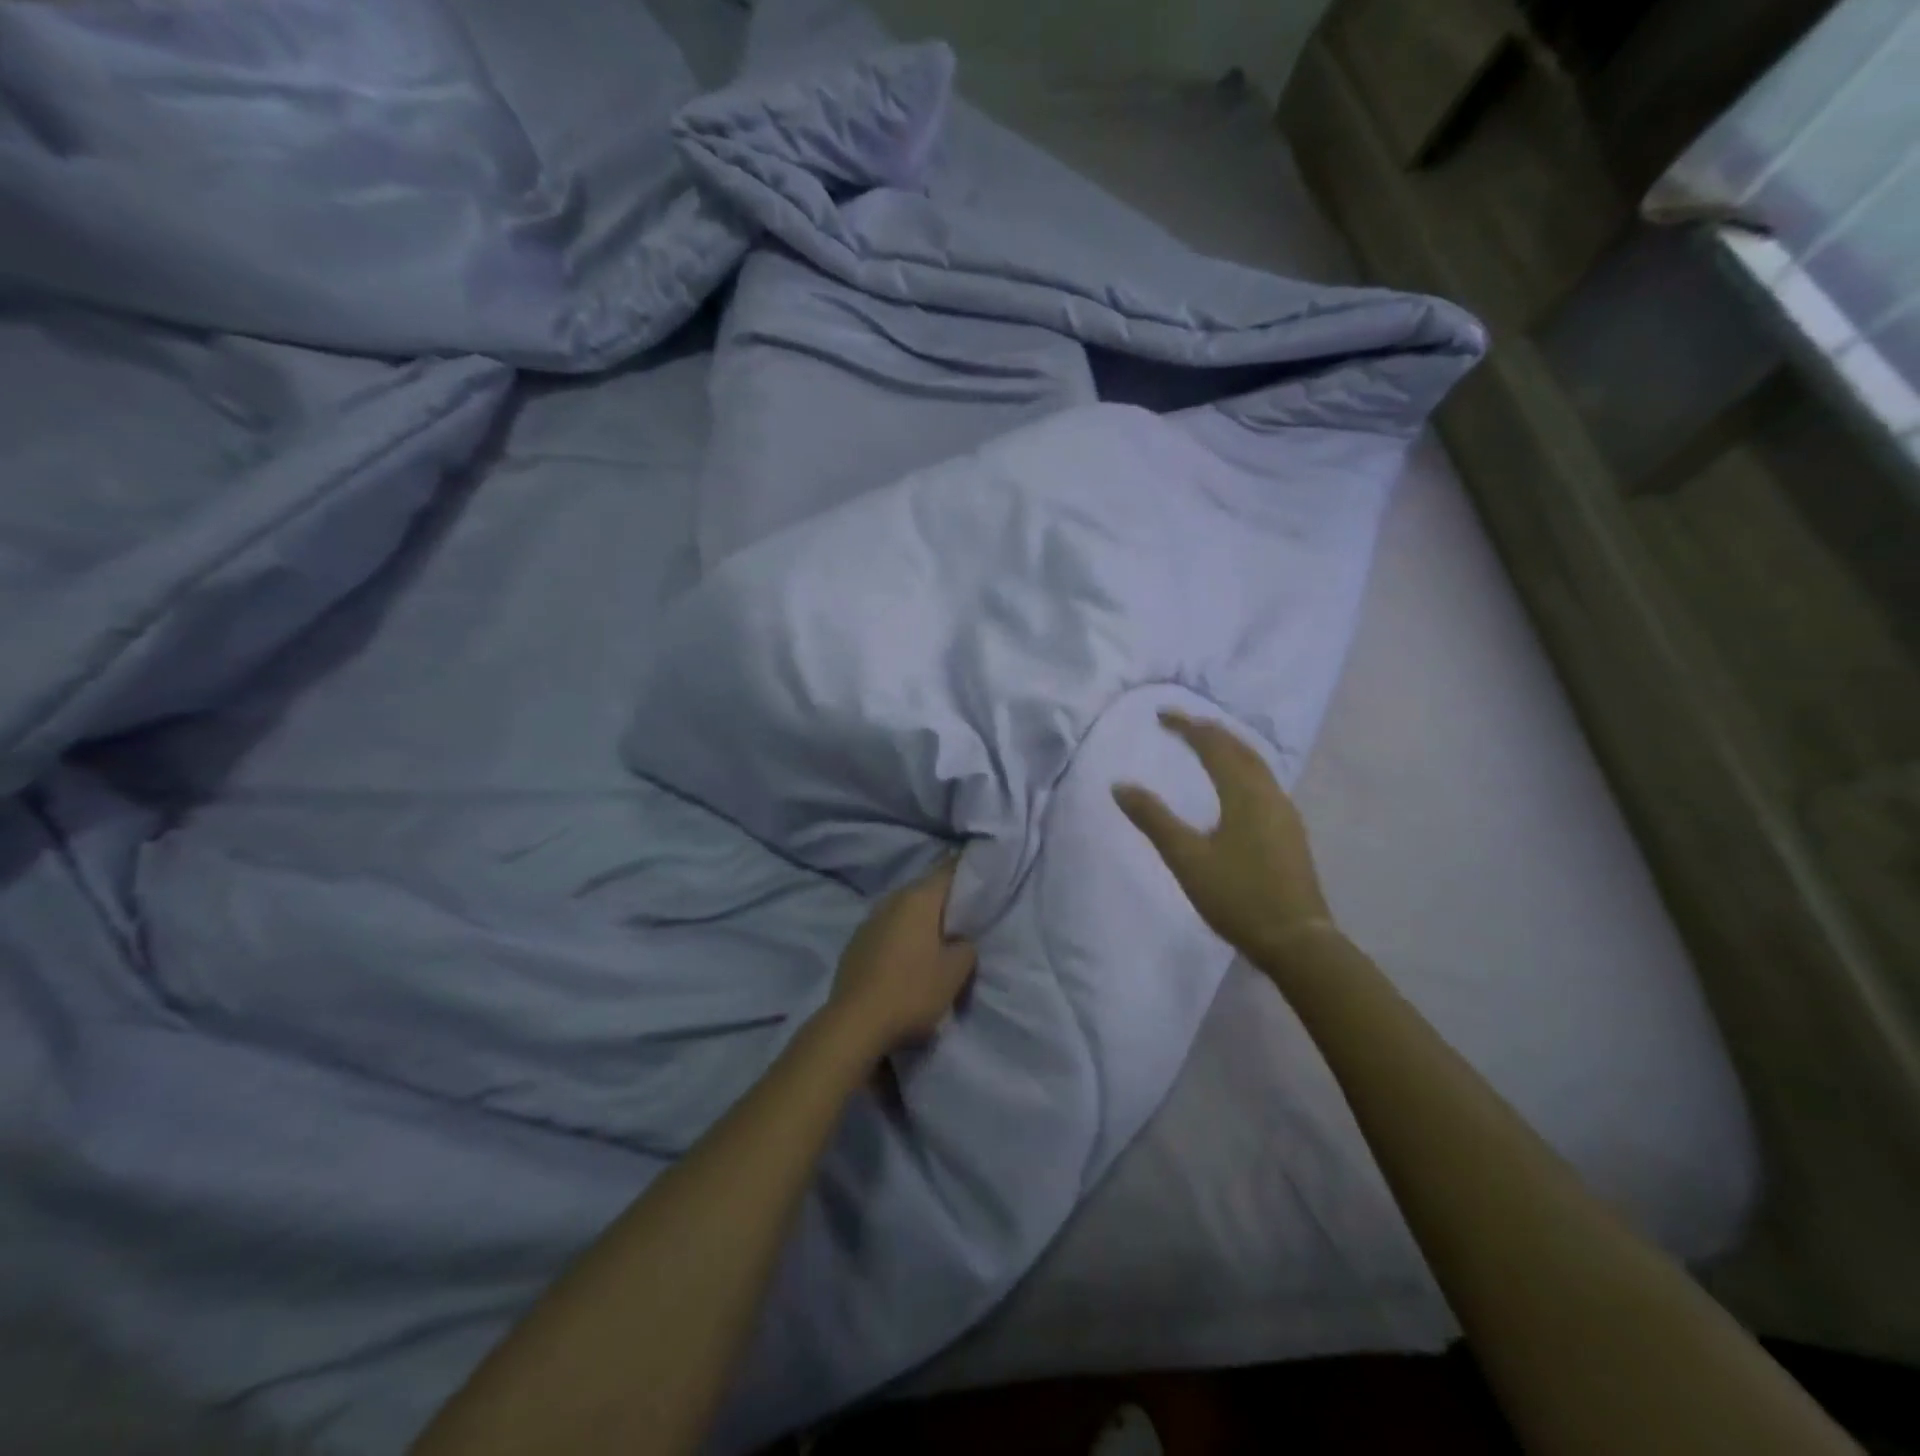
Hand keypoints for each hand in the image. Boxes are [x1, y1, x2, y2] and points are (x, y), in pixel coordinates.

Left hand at [825, 859, 977, 1056]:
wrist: (855, 1024)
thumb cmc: (912, 992)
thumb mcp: (954, 973)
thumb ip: (965, 948)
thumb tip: (959, 940)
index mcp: (918, 899)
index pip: (948, 870)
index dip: (966, 870)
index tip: (981, 876)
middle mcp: (891, 900)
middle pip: (924, 890)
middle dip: (944, 900)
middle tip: (965, 915)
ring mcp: (868, 921)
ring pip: (903, 910)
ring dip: (920, 920)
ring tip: (937, 939)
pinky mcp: (855, 944)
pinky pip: (887, 930)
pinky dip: (901, 936)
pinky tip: (908, 958)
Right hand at [1112, 710, 1333, 962]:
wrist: (1296, 940)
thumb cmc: (1237, 896)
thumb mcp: (1186, 858)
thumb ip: (1153, 819)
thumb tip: (1120, 785)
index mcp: (1244, 794)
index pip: (1213, 745)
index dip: (1187, 726)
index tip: (1161, 715)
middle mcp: (1269, 794)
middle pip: (1240, 749)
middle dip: (1210, 731)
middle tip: (1182, 724)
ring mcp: (1284, 813)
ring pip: (1257, 765)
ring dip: (1229, 748)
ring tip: (1205, 746)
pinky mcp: (1289, 832)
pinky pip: (1263, 782)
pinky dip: (1242, 768)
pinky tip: (1234, 786)